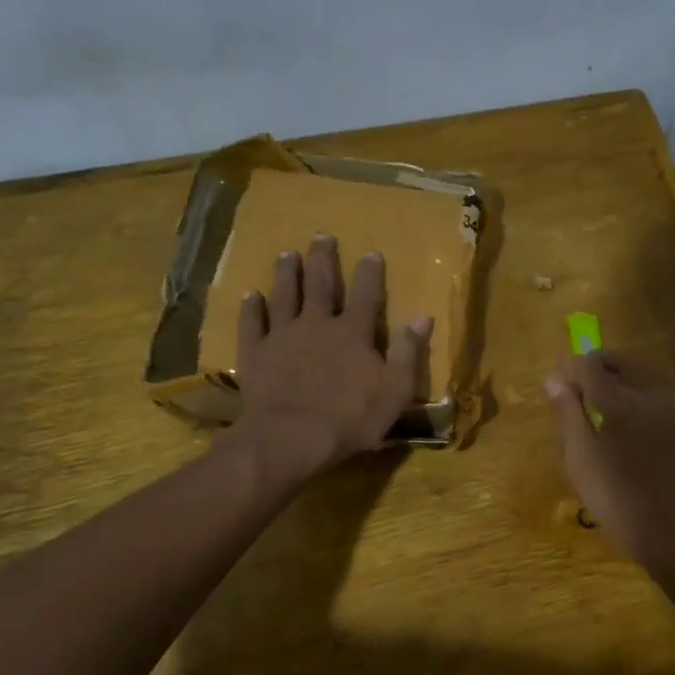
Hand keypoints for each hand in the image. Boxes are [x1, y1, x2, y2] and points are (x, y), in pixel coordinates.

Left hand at [234, 234, 432, 474]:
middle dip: (323, 260)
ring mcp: (282, 336)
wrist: (293, 437)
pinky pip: (252, 324)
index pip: (366, 295)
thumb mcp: (394, 390)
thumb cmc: (351, 418)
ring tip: (287, 254)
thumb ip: (407, 352)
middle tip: (321, 237)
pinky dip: (251, 308)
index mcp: (353, 333)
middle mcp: (317, 324)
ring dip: (287, 274)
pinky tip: (250, 295)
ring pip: (285, 296)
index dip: (370, 273)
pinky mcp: (255, 353)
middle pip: (321, 285)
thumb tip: (423, 317)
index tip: (371, 252)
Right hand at [546, 350, 674, 564]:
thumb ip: (568, 412)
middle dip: (595, 366)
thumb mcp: (580, 457)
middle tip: (574, 385)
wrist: (670, 531)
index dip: (569, 366)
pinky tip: (622, 416)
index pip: (590, 365)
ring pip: (641, 373)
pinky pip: (654, 391)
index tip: (554, 377)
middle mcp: (651, 394)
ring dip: (617, 375)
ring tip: (596, 399)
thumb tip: (554, 378)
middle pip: (621, 361)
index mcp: (622, 402)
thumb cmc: (615, 497)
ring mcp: (672, 407)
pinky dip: (634, 391)